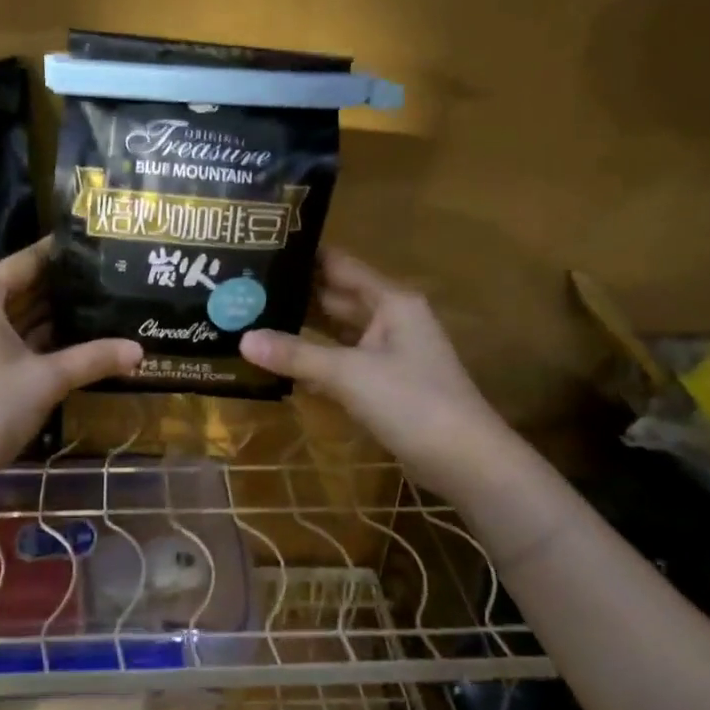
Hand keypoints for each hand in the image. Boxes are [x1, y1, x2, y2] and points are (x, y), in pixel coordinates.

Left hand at [0, 238, 141, 502]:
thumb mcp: (48, 381)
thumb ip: (93, 358)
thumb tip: (139, 351)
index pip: (24, 263)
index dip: (57, 255)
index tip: (88, 247)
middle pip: (10, 286)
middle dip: (51, 288)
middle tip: (95, 281)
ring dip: (36, 313)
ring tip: (83, 306)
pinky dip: (16, 332)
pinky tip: (54, 337)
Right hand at [241, 249, 503, 497]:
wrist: (466, 462)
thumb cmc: (412, 402)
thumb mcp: (349, 374)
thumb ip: (296, 355)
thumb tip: (243, 339)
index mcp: (390, 301)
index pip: (339, 265)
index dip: (303, 255)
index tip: (259, 246)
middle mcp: (390, 319)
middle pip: (335, 297)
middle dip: (294, 293)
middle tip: (243, 288)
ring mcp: (388, 353)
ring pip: (337, 331)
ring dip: (302, 328)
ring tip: (251, 318)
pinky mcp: (384, 384)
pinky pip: (342, 361)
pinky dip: (315, 360)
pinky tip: (279, 361)